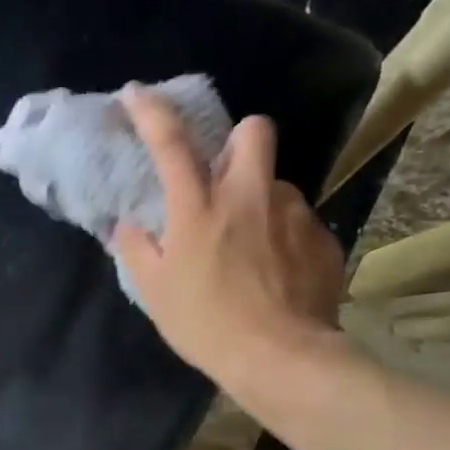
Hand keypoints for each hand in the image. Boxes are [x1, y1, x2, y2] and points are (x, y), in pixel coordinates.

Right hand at [112, 87, 344, 389]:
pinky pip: (296, 219)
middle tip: (223, 176)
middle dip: (237, 140)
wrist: (280, 357)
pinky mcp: (321, 236)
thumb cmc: (204, 323)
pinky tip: (272, 270)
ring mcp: (292, 212)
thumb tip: (128, 224)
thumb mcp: (152, 290)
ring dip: (258, 198)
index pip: (169, 144)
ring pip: (275, 182)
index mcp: (197, 207)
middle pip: (254, 131)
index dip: (150, 112)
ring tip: (247, 244)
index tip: (135, 93)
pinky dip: (279, 234)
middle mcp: (248, 195)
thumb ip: (135, 248)